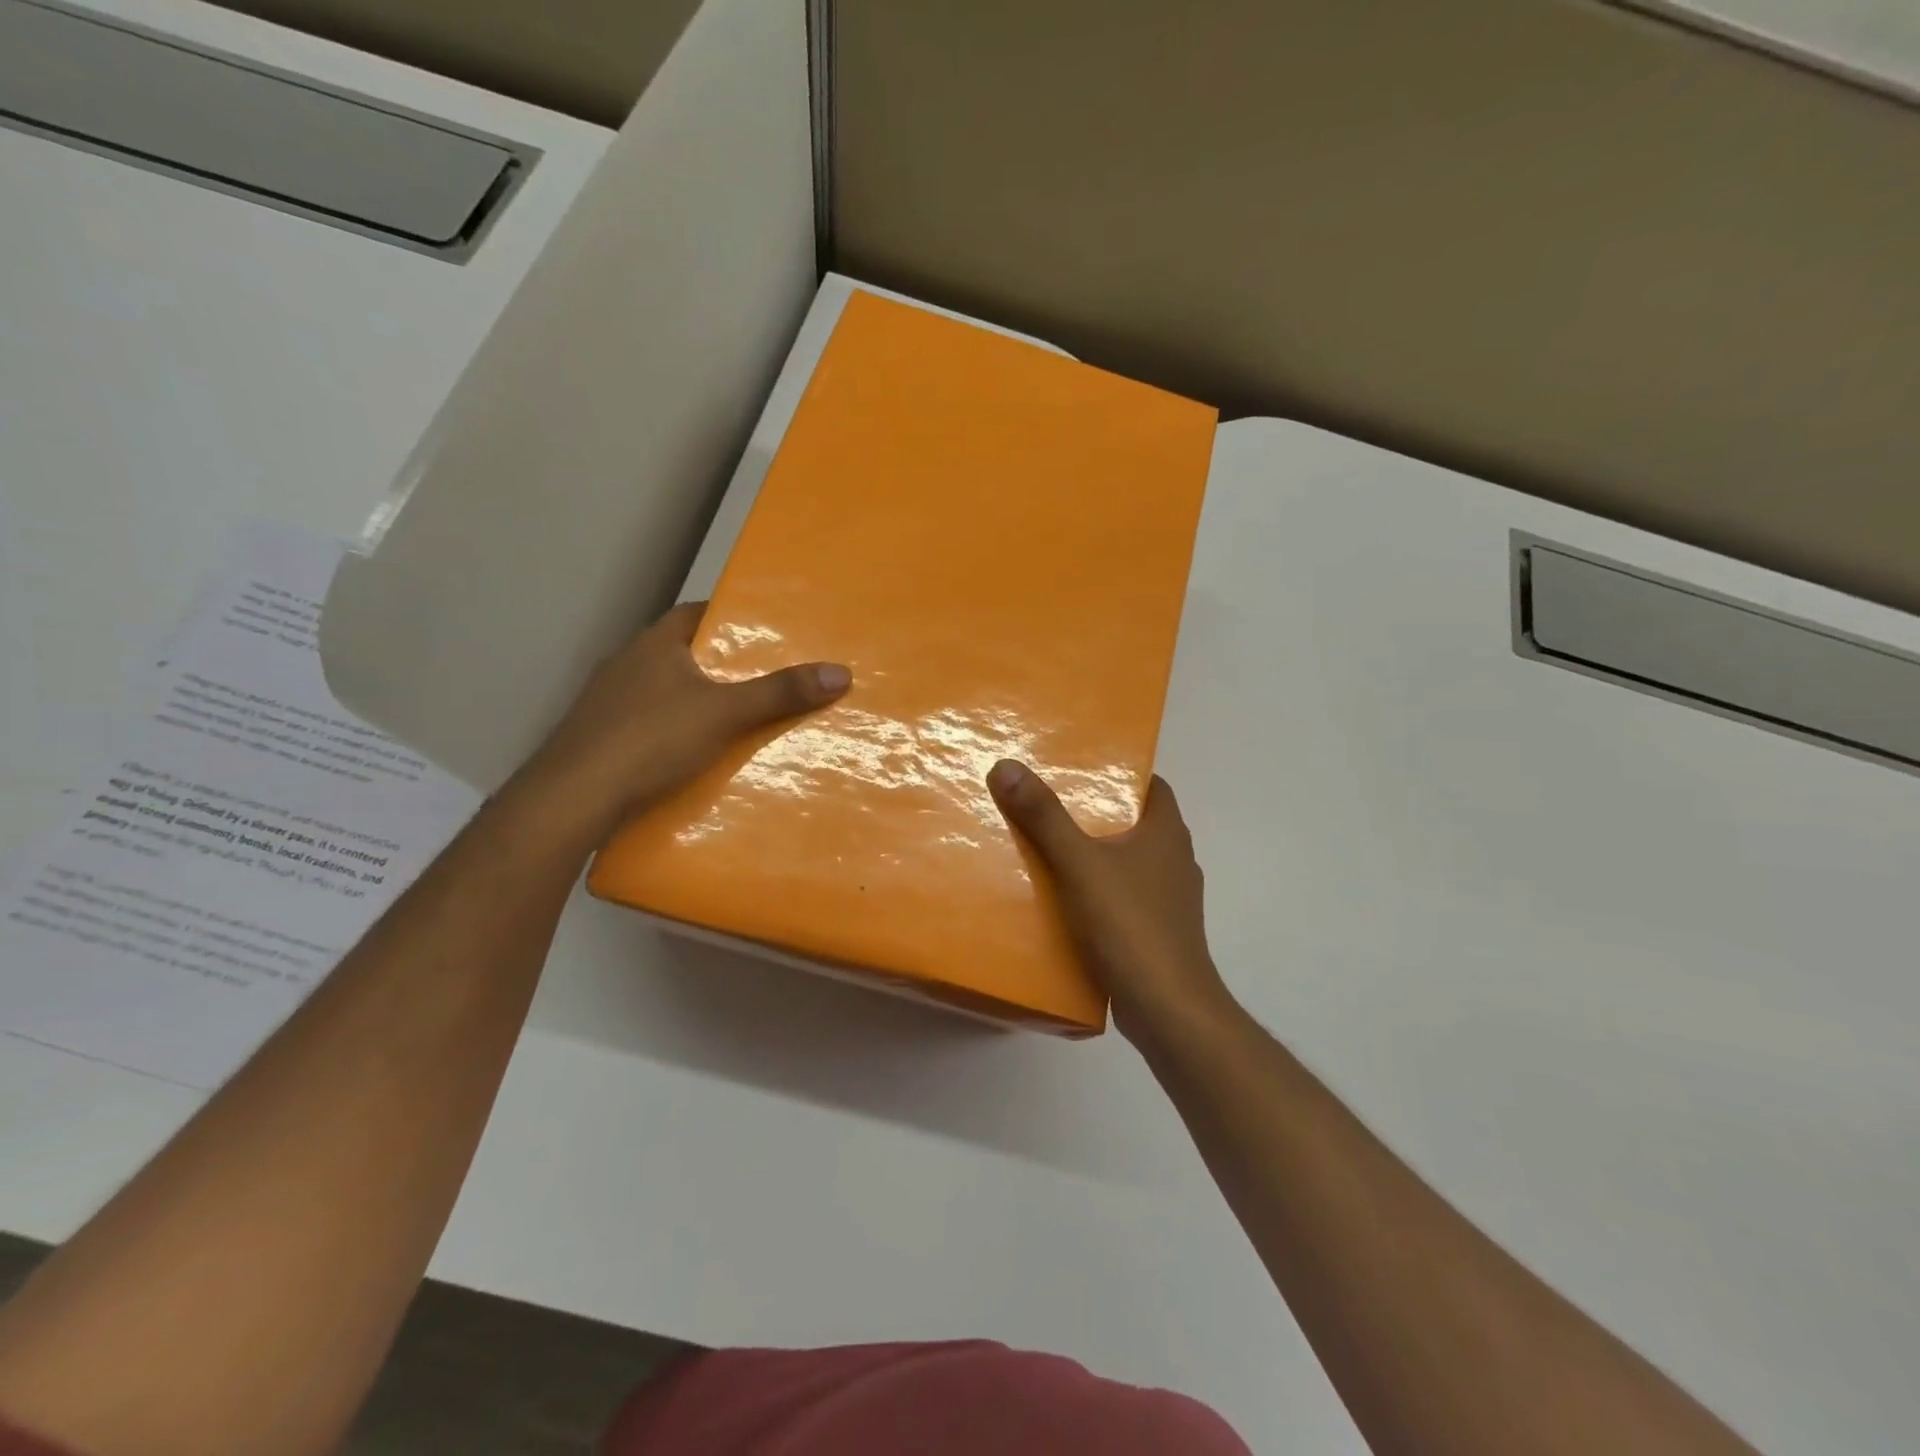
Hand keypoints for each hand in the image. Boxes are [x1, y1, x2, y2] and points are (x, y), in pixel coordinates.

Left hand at [519, 602, 849, 834]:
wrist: (571, 800)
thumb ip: (780, 693)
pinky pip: (651, 724)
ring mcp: (609, 703)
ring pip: (666, 691)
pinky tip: (698, 753)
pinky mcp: (602, 739)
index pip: (696, 613)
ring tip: (742, 717)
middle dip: (723, 664)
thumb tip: (840, 672)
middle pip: (685, 653)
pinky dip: (677, 731)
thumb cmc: (649, 740)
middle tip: (768, 677)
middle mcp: (627, 665)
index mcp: (654, 644)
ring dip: (699, 700)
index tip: (766, 630)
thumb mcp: (725, 713)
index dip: (731, 617)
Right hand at [988, 760, 1235, 1046]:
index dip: (1119, 771)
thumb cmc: (1130, 925)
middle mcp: (1175, 859)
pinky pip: (1123, 896)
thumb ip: (1044, 816)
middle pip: (1134, 821)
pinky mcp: (1156, 930)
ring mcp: (1169, 898)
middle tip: (1048, 802)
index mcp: (1167, 832)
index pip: (1151, 785)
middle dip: (1096, 811)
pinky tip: (1063, 899)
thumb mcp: (1079, 864)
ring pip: (1128, 861)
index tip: (1079, 766)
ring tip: (1047, 847)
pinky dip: (1098, 890)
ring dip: (1095, 854)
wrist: (1167, 1009)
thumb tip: (1007, 766)